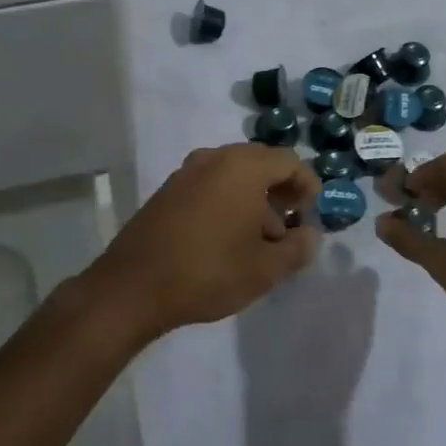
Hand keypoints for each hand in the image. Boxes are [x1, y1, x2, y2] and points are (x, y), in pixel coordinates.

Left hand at [85, 143, 318, 345]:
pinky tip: (227, 240)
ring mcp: (186, 172)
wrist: (134, 286)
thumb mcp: (265, 269)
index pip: (289, 161)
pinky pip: (210, 185)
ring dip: (254, 199)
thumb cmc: (209, 272)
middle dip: (280, 192)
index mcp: (243, 166)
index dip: (307, 185)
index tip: (311, 215)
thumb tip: (309, 235)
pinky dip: (228, 202)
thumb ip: (297, 249)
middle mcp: (214, 158)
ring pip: (234, 175)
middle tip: (290, 226)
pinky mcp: (168, 190)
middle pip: (261, 163)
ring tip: (260, 241)